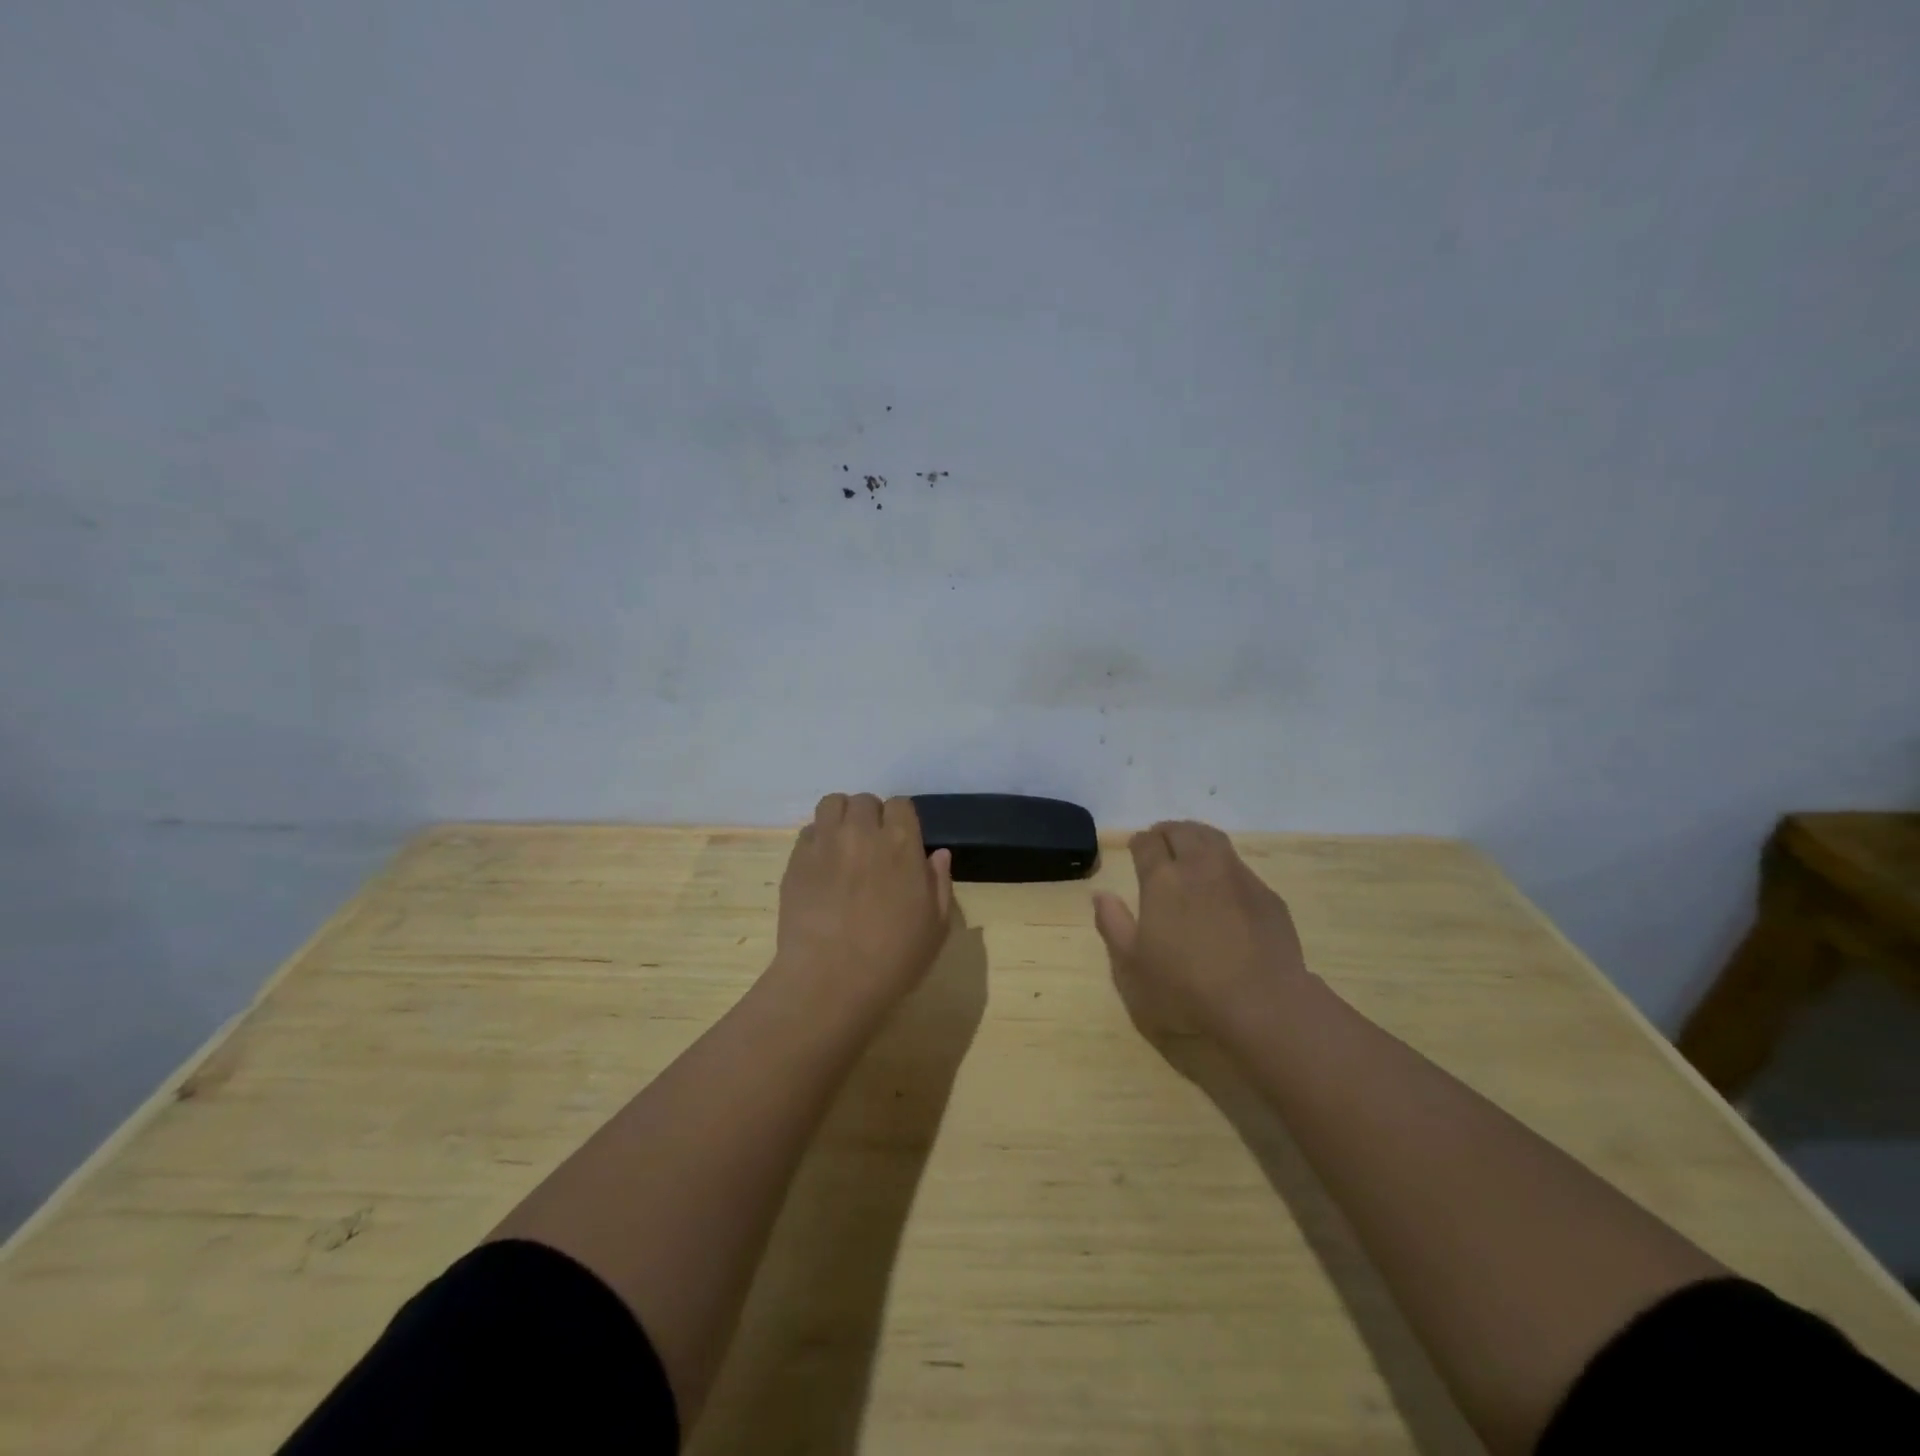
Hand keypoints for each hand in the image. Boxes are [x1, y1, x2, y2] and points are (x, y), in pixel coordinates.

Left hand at [774, 793, 954, 1015]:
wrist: (829, 981)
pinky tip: (821, 866)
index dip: (901, 820)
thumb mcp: (936, 927)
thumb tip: (937, 854)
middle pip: (864, 801)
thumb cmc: (893, 959)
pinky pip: (808, 831)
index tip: (900, 843)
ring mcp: (825, 843)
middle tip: (871, 846)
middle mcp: (862, 832)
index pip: (901, 804)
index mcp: (901, 843)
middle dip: (870, 817)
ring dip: (841, 817)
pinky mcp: (796, 860)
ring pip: (831, 804)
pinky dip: (817, 840)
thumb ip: (939, 883)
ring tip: (843, 844)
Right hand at [1092, 820, 1310, 1039]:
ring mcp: (1239, 879)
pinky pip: (1240, 868)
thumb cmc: (1185, 991)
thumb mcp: (1131, 967)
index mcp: (1162, 880)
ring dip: (1198, 839)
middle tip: (1161, 840)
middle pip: (1183, 832)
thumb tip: (1102, 894)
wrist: (1263, 1008)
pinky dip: (1225, 867)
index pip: (1147, 843)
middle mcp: (1201, 868)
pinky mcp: (1269, 898)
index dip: (1139, 842)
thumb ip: (1113, 925)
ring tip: (1191, 851)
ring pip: (1215, 841)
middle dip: (1168, 832)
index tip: (1136, 847)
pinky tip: (1224, 888)